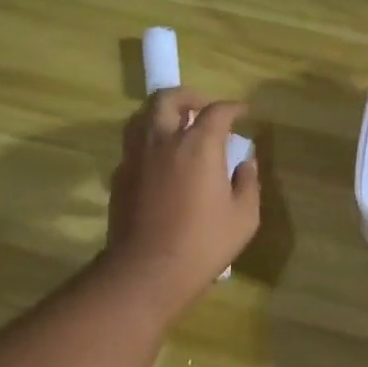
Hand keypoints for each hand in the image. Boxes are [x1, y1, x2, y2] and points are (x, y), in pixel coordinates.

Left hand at [102, 88, 259, 320]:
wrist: (148, 270)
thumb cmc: (203, 244)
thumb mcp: (244, 217)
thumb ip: (248, 182)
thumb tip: (246, 161)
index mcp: (198, 146)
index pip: (217, 112)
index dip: (233, 108)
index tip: (243, 112)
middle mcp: (162, 141)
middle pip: (168, 98)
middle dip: (188, 96)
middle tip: (202, 108)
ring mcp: (135, 157)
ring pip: (142, 116)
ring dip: (161, 113)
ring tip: (177, 126)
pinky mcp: (119, 176)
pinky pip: (133, 145)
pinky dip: (148, 141)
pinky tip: (160, 159)